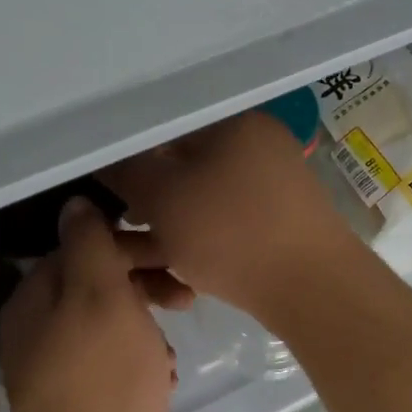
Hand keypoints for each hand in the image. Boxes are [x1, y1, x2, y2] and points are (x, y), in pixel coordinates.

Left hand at [0, 197, 179, 411]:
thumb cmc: (103, 383)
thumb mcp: (101, 297)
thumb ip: (89, 244)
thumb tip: (76, 205)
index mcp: (33, 300)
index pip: (81, 248)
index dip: (129, 247)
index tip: (172, 258)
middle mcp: (36, 332)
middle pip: (96, 286)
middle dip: (143, 287)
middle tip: (185, 299)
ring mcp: (56, 373)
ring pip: (111, 327)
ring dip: (147, 329)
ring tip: (170, 354)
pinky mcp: (80, 406)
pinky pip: (114, 366)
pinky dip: (141, 365)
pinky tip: (163, 382)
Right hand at [102, 111, 358, 319]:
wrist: (312, 290)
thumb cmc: (231, 233)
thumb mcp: (163, 196)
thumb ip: (125, 170)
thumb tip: (102, 157)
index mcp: (231, 121)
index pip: (162, 123)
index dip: (123, 151)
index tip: (99, 181)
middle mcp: (252, 144)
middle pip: (178, 163)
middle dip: (140, 198)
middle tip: (113, 227)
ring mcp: (267, 186)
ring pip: (196, 199)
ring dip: (159, 227)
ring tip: (131, 259)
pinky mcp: (272, 223)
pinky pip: (219, 222)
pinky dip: (191, 240)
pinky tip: (169, 272)